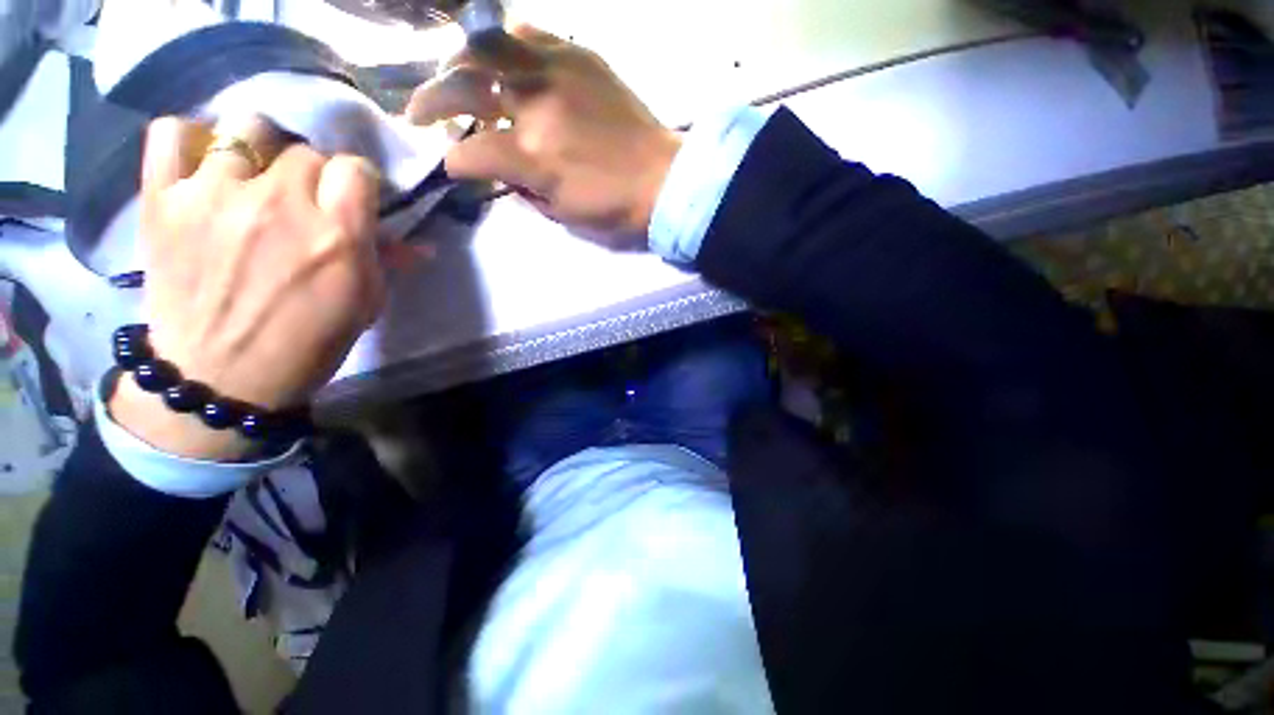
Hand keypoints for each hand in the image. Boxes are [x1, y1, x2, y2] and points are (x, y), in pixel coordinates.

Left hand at [109, 115, 383, 460]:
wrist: (219, 378)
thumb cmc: (307, 344)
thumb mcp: (365, 305)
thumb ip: (387, 262)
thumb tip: (418, 244)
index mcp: (336, 235)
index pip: (355, 168)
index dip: (356, 182)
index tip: (351, 200)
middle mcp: (279, 204)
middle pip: (304, 151)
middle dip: (311, 174)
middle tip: (302, 202)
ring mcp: (214, 195)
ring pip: (247, 128)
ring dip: (259, 151)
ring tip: (253, 179)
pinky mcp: (163, 199)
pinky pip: (173, 133)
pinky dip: (189, 139)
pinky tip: (202, 163)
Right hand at [406, 25, 681, 247]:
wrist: (665, 180)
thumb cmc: (615, 208)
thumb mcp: (564, 214)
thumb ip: (525, 190)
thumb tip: (502, 172)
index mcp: (533, 158)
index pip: (469, 153)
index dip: (454, 164)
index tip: (452, 168)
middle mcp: (536, 107)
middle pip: (463, 87)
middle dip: (429, 100)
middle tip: (417, 111)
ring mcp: (557, 73)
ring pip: (488, 46)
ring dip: (462, 62)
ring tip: (455, 76)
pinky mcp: (581, 57)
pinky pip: (531, 33)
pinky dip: (507, 43)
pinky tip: (504, 57)